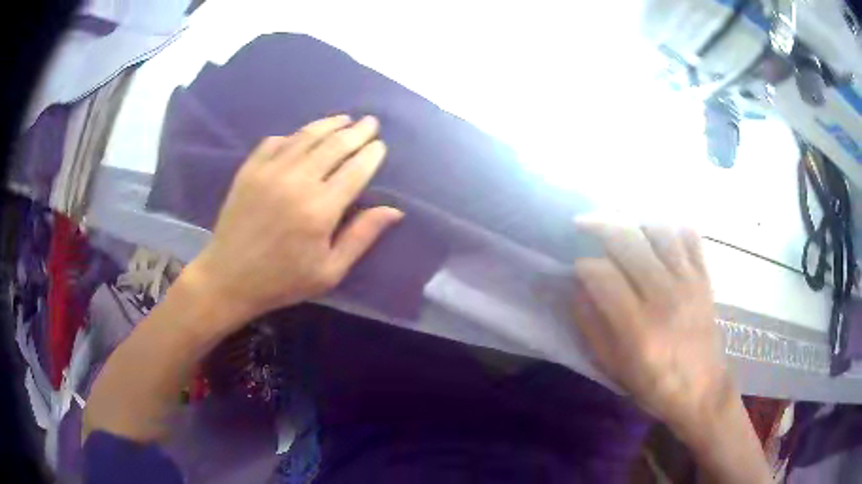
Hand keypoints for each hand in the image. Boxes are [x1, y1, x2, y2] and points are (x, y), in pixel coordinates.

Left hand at [186, 114, 402, 332]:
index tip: (380, 145)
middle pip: (335, 145)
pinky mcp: (249, 170)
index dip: (371, 154)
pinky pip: (276, 141)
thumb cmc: (282, 281)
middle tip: (370, 122)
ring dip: (329, 124)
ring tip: (344, 119)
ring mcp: (270, 171)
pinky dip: (294, 135)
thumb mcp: (329, 271)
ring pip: (306, 137)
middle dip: (357, 131)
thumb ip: (361, 236)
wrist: (228, 278)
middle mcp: (297, 181)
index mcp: (320, 209)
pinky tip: (302, 135)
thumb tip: (394, 210)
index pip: (355, 170)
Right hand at [570, 218, 731, 431]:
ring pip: (657, 231)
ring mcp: (688, 282)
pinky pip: (689, 236)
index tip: (577, 269)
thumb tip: (577, 289)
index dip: (583, 266)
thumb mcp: (613, 368)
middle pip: (628, 241)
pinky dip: (671, 226)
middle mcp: (664, 296)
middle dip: (600, 226)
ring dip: (633, 222)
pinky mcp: (704, 278)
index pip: (603, 274)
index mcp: (638, 327)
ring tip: (619, 226)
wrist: (702, 391)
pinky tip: (656, 232)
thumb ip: (592, 327)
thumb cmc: (654, 385)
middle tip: (584, 226)